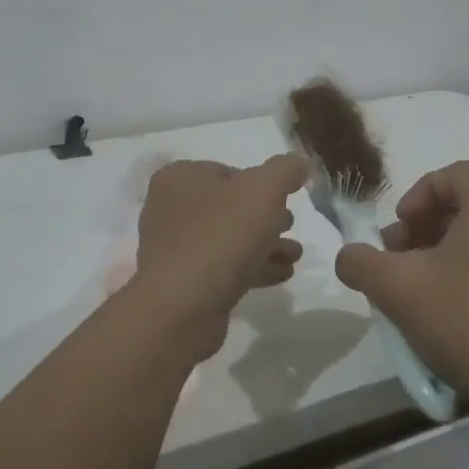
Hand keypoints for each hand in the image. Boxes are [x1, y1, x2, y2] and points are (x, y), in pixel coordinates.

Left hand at [133, 156, 306, 336]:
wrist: (184, 306)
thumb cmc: (222, 235)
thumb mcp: (263, 190)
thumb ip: (285, 170)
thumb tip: (298, 162)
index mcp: (179, 178)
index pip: (228, 171)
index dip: (261, 183)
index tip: (286, 198)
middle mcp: (170, 209)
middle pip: (229, 206)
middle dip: (265, 217)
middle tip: (290, 225)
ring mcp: (174, 248)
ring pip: (229, 239)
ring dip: (265, 245)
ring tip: (295, 256)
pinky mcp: (182, 282)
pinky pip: (223, 267)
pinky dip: (253, 267)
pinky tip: (281, 275)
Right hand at [333, 161, 468, 409]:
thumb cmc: (460, 318)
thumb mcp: (393, 285)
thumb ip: (359, 261)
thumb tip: (349, 257)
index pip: (457, 173)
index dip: (421, 191)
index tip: (402, 223)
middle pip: (463, 206)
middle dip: (422, 225)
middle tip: (396, 257)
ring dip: (437, 251)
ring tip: (410, 286)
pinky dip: (460, 272)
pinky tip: (438, 309)